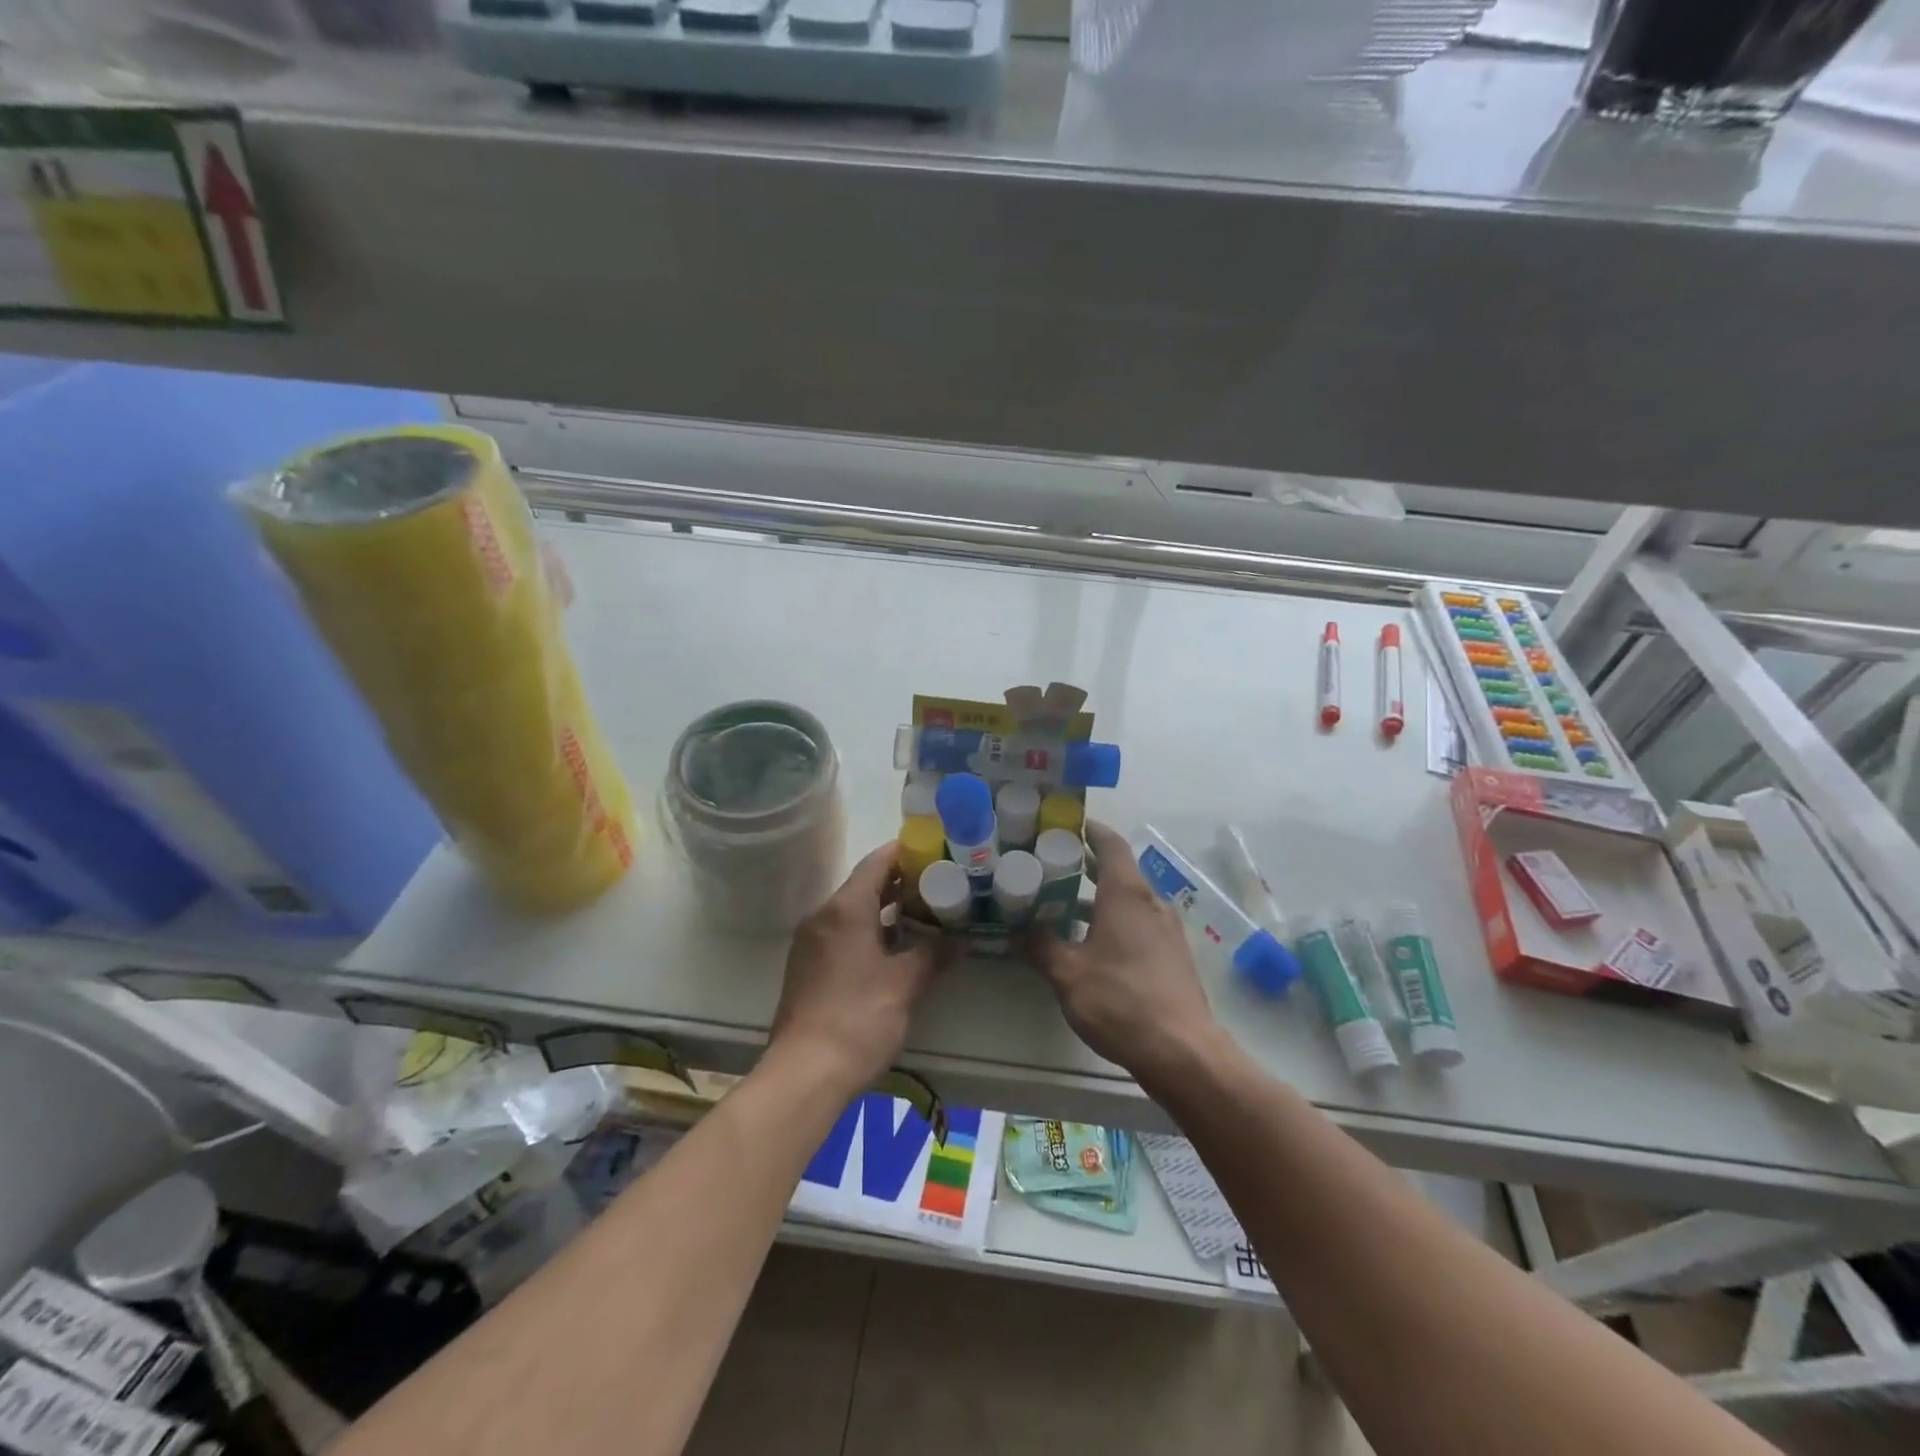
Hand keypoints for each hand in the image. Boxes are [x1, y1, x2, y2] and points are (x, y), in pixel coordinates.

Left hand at [768, 842, 946, 1095]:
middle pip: (865, 885)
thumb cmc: (858, 1018)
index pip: (877, 862)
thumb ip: (933, 954)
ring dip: (886, 910)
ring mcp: (811, 943)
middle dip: (901, 883)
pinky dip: (869, 931)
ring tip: (924, 914)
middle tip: (939, 883)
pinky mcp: (807, 968)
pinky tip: (895, 949)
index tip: (936, 850)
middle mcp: (823, 916)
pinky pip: (842, 934)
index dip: (906, 852)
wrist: (804, 1074)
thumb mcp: (904, 984)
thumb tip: (959, 939)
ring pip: (853, 911)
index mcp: (845, 908)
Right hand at [1023, 821, 1221, 1086]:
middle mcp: (1151, 903)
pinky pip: (1140, 922)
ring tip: (1064, 905)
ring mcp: (1167, 930)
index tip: (1066, 825)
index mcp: (1127, 895)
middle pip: (1120, 870)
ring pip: (1129, 899)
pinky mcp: (1173, 955)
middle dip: (1087, 865)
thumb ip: (1040, 947)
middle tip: (1052, 866)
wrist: (1182, 1051)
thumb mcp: (1068, 974)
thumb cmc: (1120, 1001)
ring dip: (1099, 897)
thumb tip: (1016, 931)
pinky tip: (1093, 943)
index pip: (1110, 844)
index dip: (1090, 830)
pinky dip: (1115, 920)